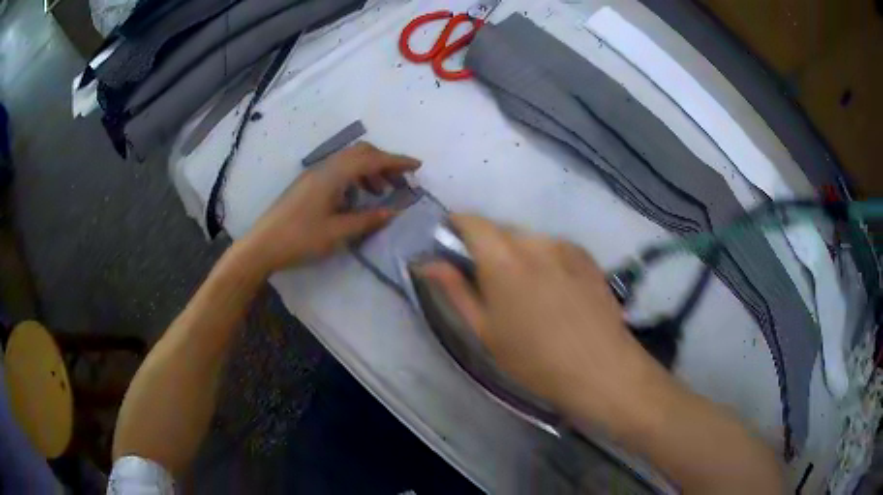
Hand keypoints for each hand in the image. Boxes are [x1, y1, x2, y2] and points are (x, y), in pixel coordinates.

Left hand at [239, 142, 419, 274]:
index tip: (417, 166)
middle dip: (384, 163)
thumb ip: (368, 220)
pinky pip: (339, 171)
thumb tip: (394, 211)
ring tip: (381, 192)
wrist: (262, 245)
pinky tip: (357, 198)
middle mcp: (325, 168)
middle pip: (360, 153)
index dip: (396, 161)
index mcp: (333, 175)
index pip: (371, 159)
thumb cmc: (300, 239)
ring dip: (369, 170)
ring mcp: (314, 175)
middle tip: (400, 181)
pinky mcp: (308, 184)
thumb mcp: (338, 233)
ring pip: (349, 161)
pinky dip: (355, 178)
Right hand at [419, 215, 664, 430]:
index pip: (471, 221)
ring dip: (518, 254)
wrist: (600, 368)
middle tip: (489, 282)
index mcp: (502, 259)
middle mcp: (534, 241)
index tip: (451, 246)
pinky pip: (554, 248)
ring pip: (528, 239)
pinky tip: (555, 292)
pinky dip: (544, 260)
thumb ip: (455, 290)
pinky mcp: (586, 256)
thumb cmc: (533, 359)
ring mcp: (565, 246)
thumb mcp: (485, 331)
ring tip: (526, 292)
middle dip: (488, 247)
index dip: (456, 227)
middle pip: (501, 229)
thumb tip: (428, 263)